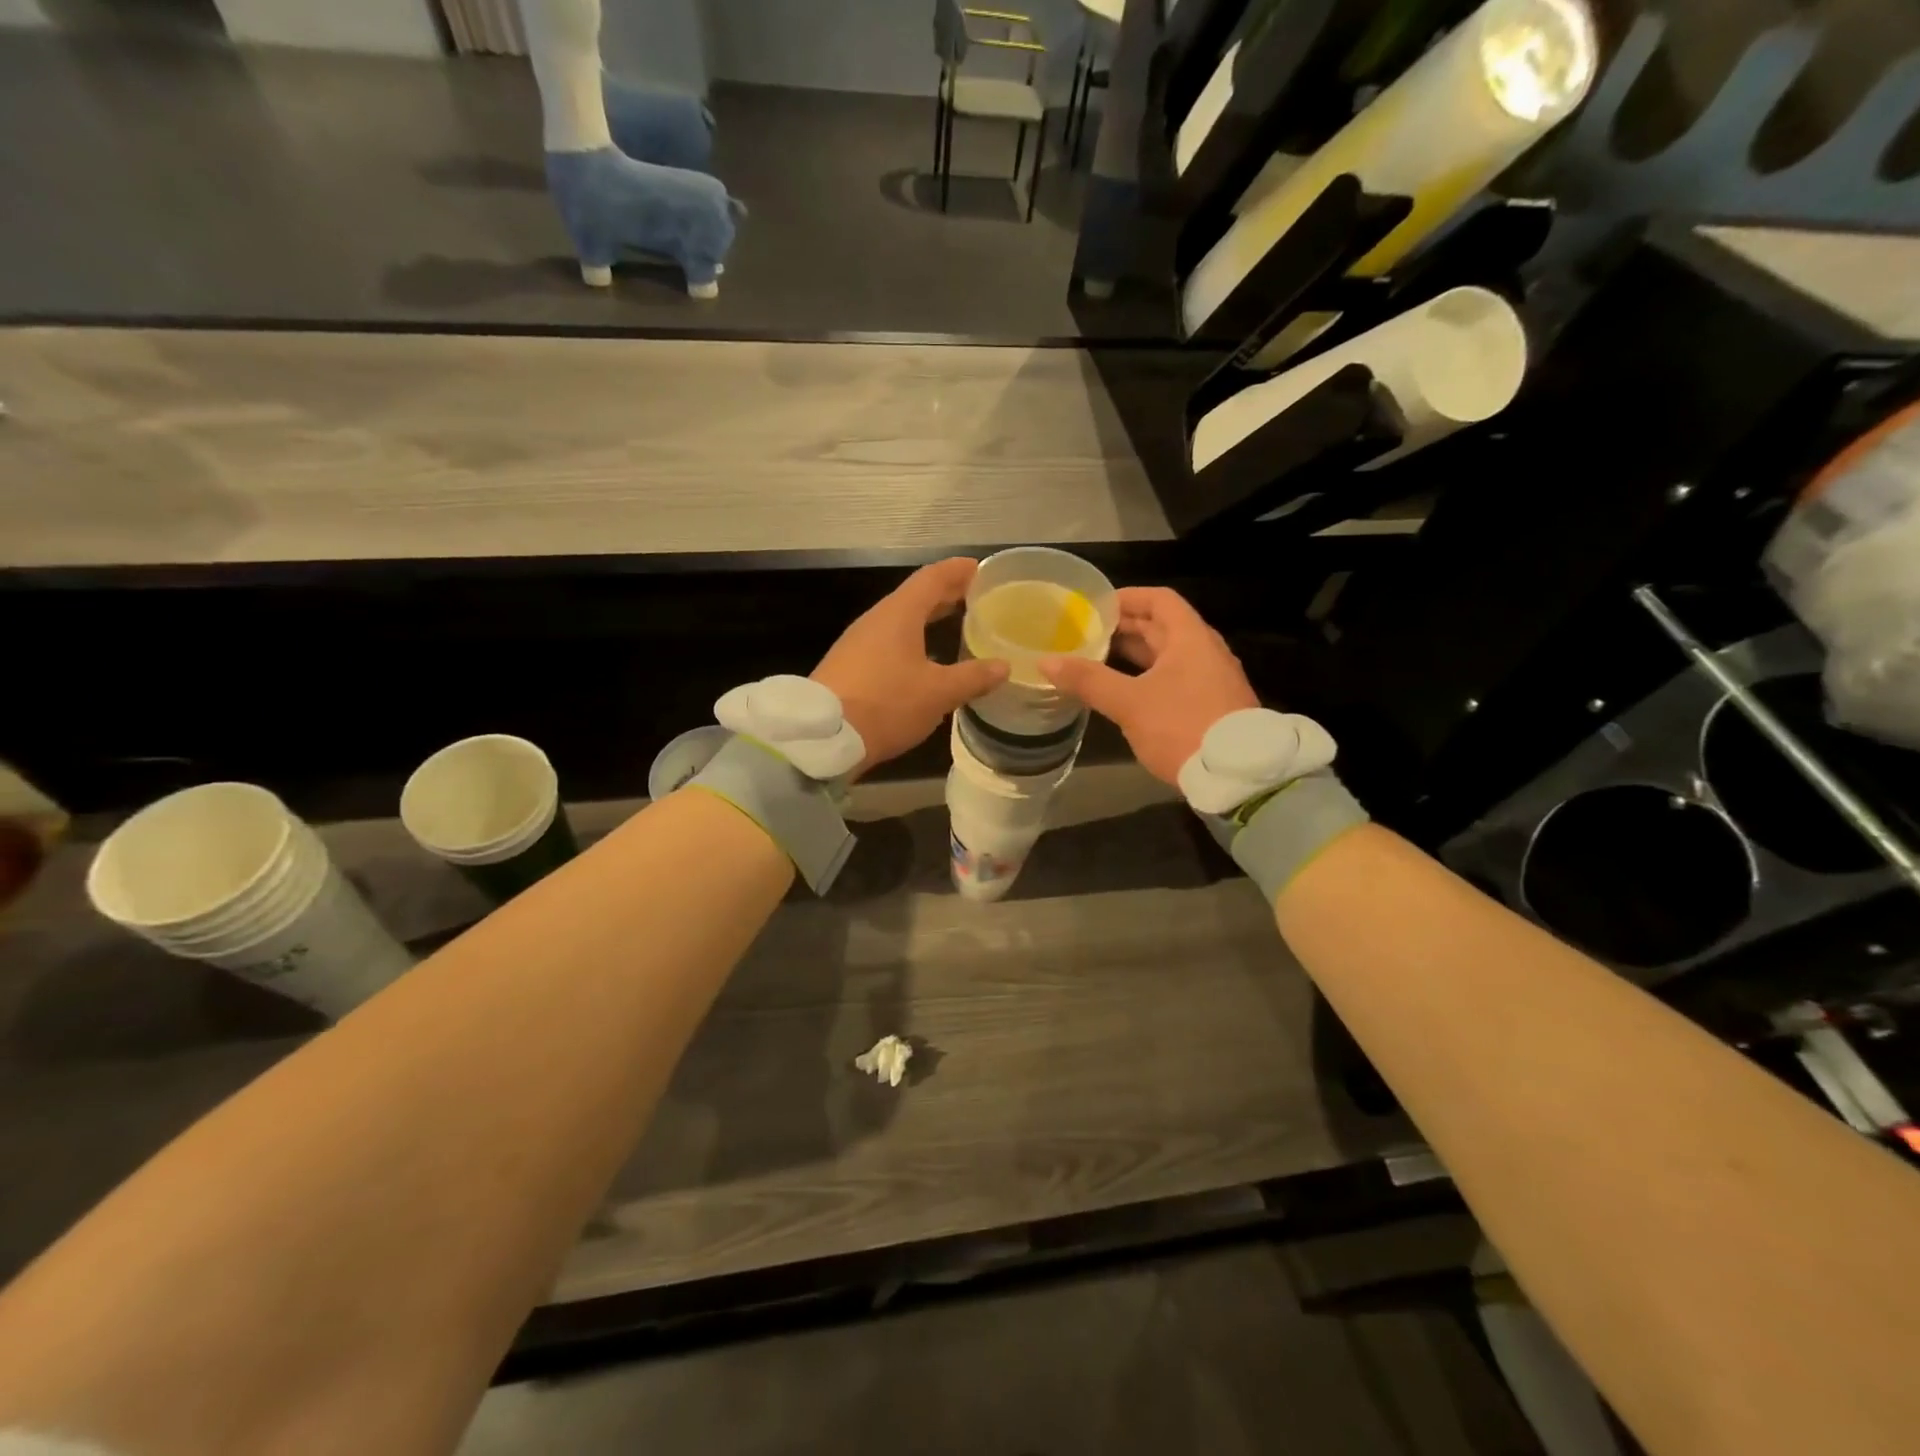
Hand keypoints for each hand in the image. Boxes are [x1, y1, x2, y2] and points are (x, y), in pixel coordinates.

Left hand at [813, 558, 1009, 777]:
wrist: (822, 737)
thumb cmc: (886, 704)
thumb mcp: (938, 693)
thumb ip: (973, 677)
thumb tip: (1004, 666)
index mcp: (898, 615)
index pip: (932, 578)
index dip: (958, 571)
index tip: (981, 569)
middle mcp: (876, 621)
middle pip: (915, 597)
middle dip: (946, 595)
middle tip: (975, 597)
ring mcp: (858, 643)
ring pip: (900, 621)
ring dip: (927, 619)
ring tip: (954, 624)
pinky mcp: (850, 667)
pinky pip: (887, 642)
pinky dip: (912, 640)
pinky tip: (923, 660)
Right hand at [1040, 587, 1257, 785]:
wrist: (1237, 776)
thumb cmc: (1182, 726)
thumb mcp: (1130, 703)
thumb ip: (1088, 680)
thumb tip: (1046, 661)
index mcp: (1190, 638)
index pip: (1159, 600)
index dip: (1128, 598)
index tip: (1096, 605)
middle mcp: (1205, 651)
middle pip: (1163, 627)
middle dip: (1126, 627)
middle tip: (1088, 633)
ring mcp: (1211, 680)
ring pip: (1169, 655)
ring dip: (1136, 654)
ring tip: (1099, 660)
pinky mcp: (1211, 706)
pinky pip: (1175, 678)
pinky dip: (1148, 677)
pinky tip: (1126, 693)